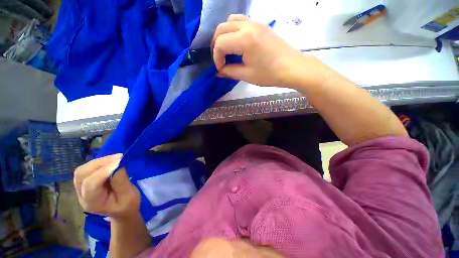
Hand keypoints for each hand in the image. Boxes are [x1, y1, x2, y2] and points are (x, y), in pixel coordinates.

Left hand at [73, 154, 140, 219]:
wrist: (122, 210)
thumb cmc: (128, 205)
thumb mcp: (129, 196)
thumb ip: (122, 182)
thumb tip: (118, 166)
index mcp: (93, 203)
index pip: (90, 184)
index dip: (104, 171)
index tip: (120, 162)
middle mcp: (82, 195)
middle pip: (82, 174)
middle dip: (100, 163)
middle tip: (119, 157)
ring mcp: (81, 188)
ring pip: (82, 170)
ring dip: (99, 161)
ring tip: (116, 158)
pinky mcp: (86, 182)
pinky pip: (87, 169)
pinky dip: (99, 162)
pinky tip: (111, 161)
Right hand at [212, 14, 318, 87]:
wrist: (292, 68)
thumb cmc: (270, 74)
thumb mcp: (247, 75)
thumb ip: (230, 72)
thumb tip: (219, 72)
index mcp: (245, 39)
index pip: (221, 43)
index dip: (216, 57)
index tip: (220, 68)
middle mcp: (248, 26)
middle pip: (222, 28)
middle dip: (216, 44)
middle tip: (220, 59)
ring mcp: (256, 23)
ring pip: (231, 20)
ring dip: (224, 34)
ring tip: (226, 49)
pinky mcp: (261, 26)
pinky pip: (242, 21)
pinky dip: (234, 30)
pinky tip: (237, 43)